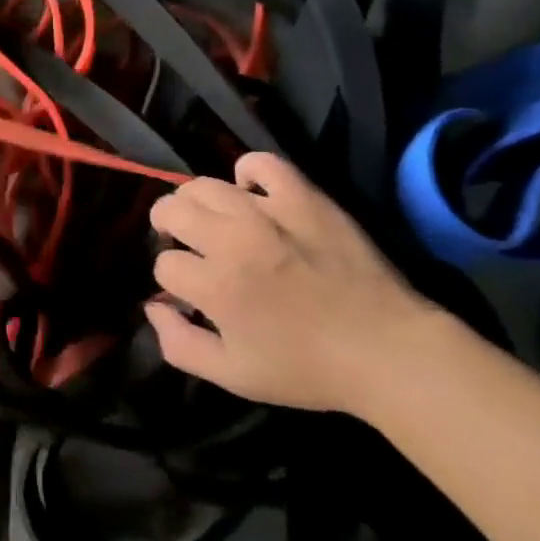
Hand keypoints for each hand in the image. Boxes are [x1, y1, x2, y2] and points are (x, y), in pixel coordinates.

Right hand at [144, 153, 433, 413]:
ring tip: (210, 218)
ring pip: (202, 185)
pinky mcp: (302, 197)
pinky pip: (261, 164)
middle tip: (186, 243)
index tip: (192, 293)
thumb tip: (152, 309)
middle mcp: (231, 240)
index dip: (173, 281)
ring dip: (195, 202)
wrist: (387, 350)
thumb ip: (180, 346)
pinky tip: (250, 193)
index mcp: (214, 286)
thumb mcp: (234, 376)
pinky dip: (247, 173)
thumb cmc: (308, 369)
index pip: (165, 265)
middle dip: (168, 227)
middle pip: (170, 209)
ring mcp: (267, 213)